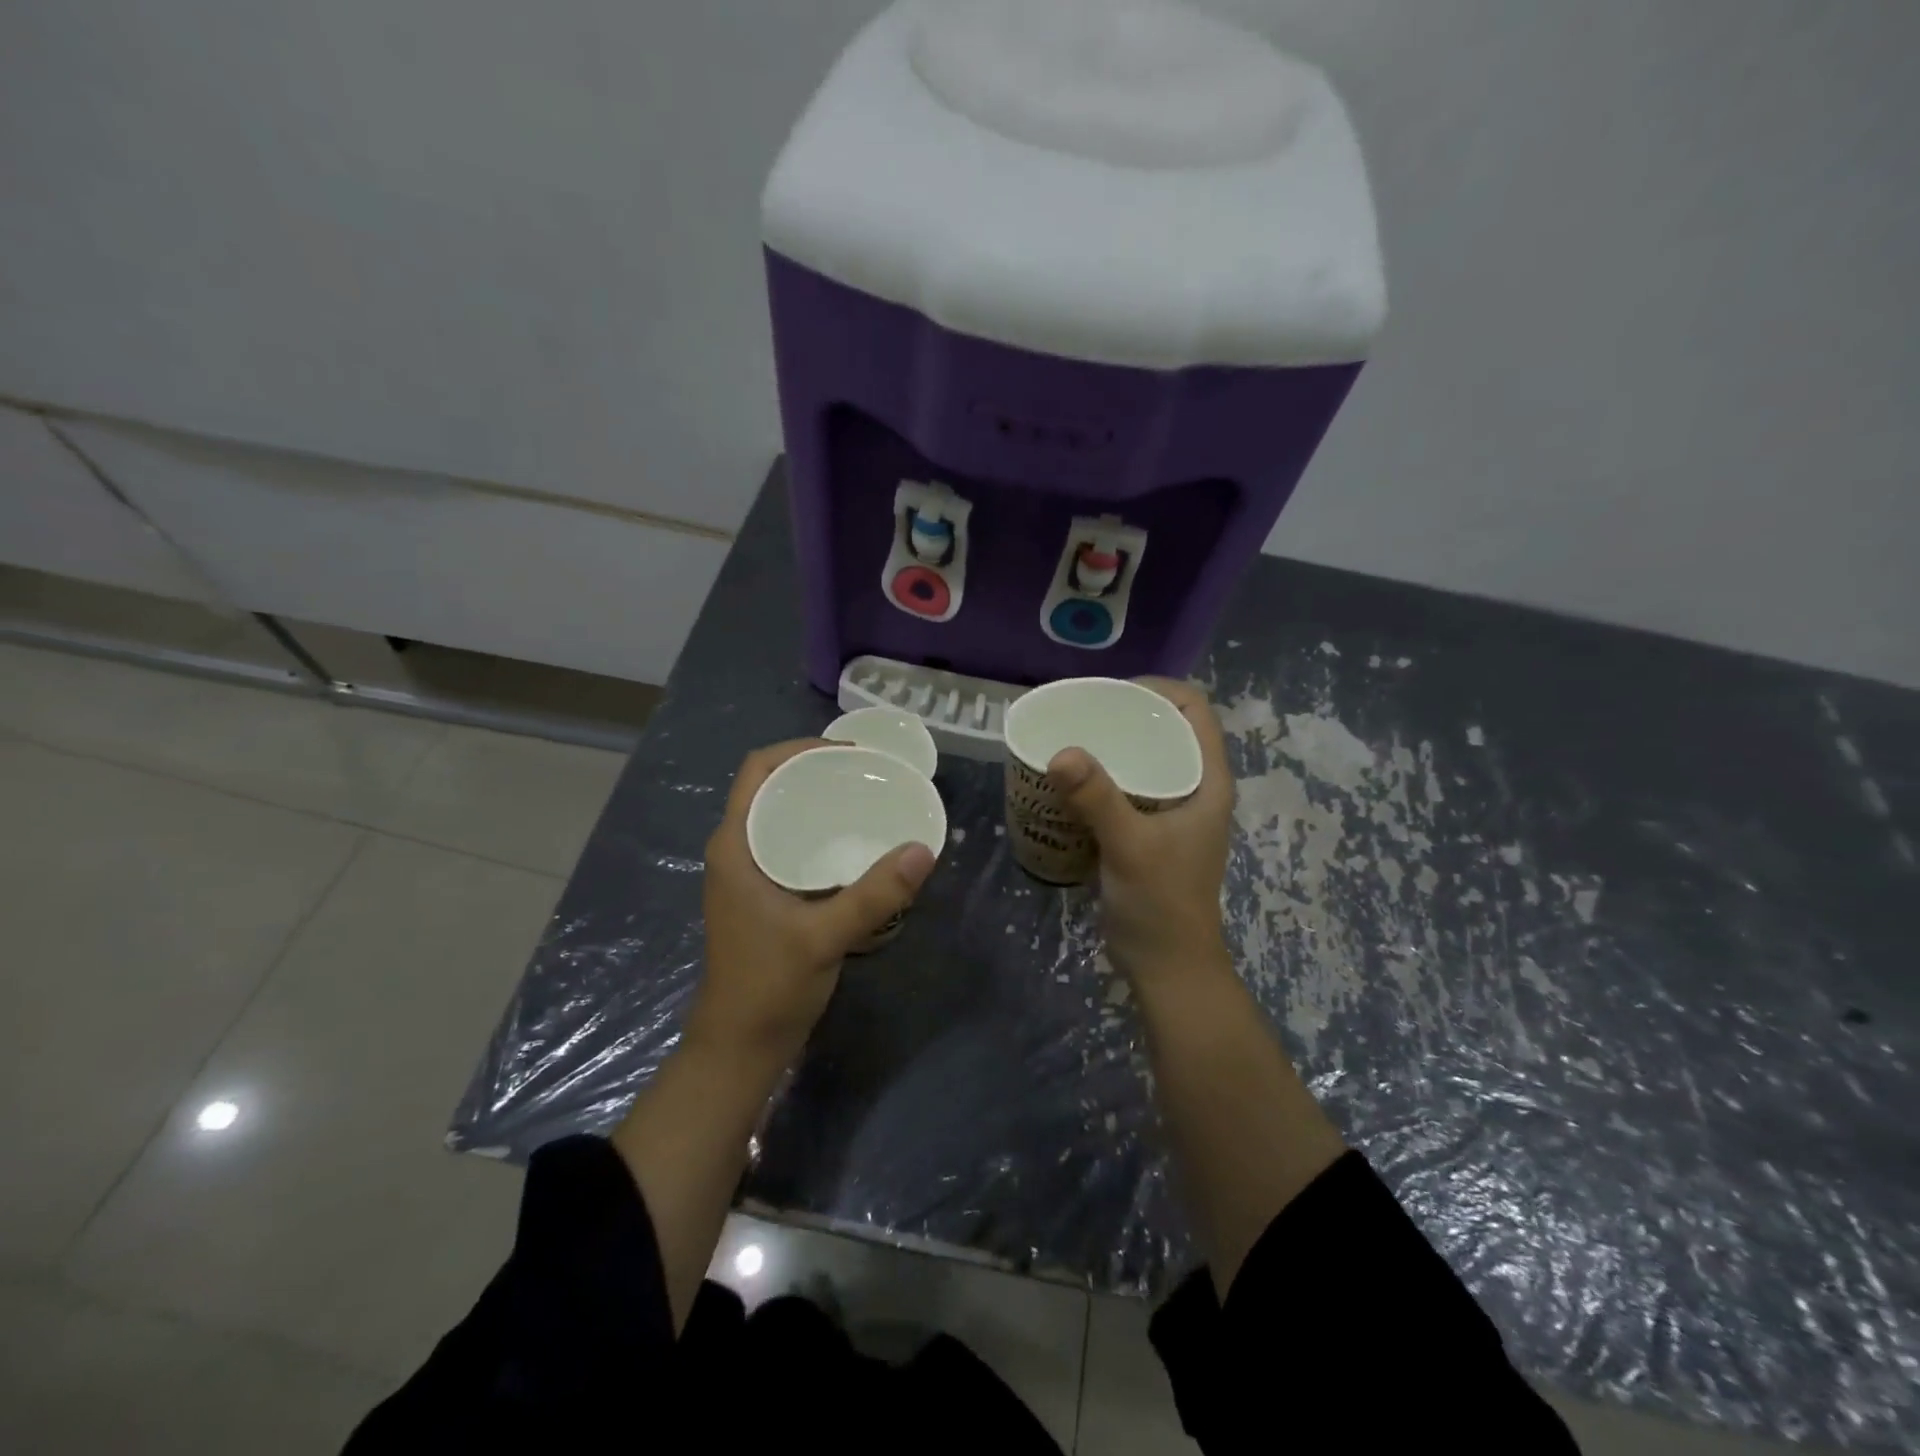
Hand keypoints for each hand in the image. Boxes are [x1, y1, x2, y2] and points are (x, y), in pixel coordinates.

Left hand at [687, 739, 936, 1073]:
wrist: (740, 1047)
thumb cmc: (768, 986)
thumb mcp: (823, 937)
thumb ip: (873, 895)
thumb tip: (923, 850)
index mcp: (735, 845)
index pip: (759, 770)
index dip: (800, 748)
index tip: (850, 752)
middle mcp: (738, 850)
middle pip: (773, 787)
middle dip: (817, 771)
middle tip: (869, 772)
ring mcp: (749, 874)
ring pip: (783, 816)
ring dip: (819, 801)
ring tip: (868, 797)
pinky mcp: (765, 895)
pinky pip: (792, 844)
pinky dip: (821, 832)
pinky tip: (857, 843)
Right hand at [1047, 679, 1234, 988]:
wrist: (1166, 966)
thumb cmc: (1161, 904)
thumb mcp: (1130, 846)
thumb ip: (1098, 799)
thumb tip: (1061, 751)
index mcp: (1207, 781)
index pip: (1194, 710)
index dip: (1157, 690)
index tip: (1110, 693)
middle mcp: (1194, 788)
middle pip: (1166, 729)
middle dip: (1127, 714)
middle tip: (1080, 714)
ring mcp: (1171, 811)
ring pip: (1146, 758)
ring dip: (1113, 745)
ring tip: (1071, 738)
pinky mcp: (1148, 831)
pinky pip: (1127, 786)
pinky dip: (1102, 776)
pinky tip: (1070, 779)